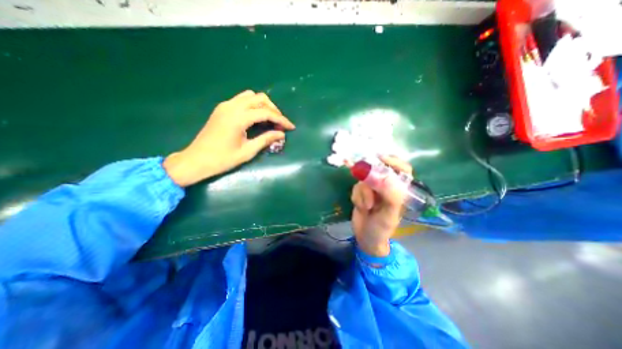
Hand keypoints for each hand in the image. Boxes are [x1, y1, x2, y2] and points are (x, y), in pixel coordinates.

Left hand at [163, 91, 293, 185]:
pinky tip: (257, 117)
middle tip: (280, 124)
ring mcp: (225, 105)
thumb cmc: (223, 159)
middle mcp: (232, 106)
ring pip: (250, 96)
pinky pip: (242, 100)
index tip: (291, 127)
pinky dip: (253, 105)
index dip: (281, 119)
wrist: (196, 160)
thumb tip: (282, 134)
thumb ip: (266, 140)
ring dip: (263, 105)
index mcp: (238, 118)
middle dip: (274, 109)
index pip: (266, 113)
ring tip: (270, 119)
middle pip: (259, 98)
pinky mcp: (222, 108)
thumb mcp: (248, 151)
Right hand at [350, 156, 411, 257]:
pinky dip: (356, 197)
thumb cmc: (382, 227)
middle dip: (370, 178)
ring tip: (366, 207)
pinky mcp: (361, 192)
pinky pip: (356, 187)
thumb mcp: (389, 214)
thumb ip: (390, 195)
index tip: (380, 158)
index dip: (393, 161)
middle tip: (365, 181)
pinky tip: (360, 207)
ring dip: (362, 194)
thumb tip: (384, 176)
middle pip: (378, 171)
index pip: (402, 169)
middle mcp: (386, 186)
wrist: (365, 237)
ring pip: (364, 180)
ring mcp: (372, 188)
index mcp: (399, 190)